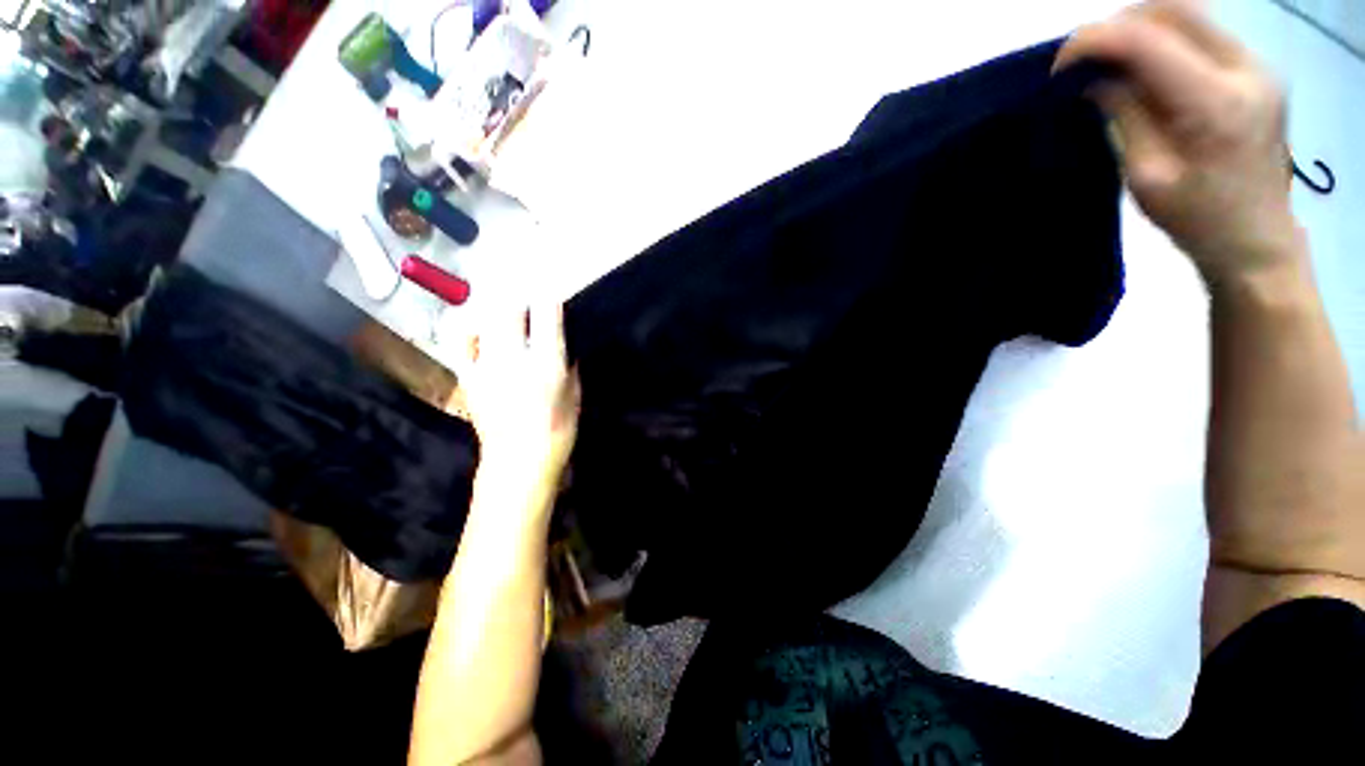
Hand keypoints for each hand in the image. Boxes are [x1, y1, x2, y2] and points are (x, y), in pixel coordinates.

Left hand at [454, 303, 580, 480]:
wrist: (519, 461)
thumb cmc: (558, 429)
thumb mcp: (575, 393)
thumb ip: (567, 364)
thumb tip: (561, 344)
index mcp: (547, 362)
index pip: (546, 314)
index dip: (548, 297)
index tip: (550, 293)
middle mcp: (515, 357)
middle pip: (508, 309)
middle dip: (516, 296)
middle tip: (522, 295)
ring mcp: (486, 365)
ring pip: (483, 320)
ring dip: (494, 309)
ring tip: (501, 306)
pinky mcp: (468, 377)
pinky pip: (462, 342)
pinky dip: (471, 331)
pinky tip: (479, 331)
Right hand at [1056, 1, 1302, 285]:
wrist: (1255, 238)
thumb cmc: (1196, 218)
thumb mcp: (1146, 174)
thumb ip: (1124, 115)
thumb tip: (1094, 78)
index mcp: (1216, 102)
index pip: (1147, 40)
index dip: (1095, 41)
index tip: (1060, 66)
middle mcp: (1245, 67)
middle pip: (1172, 10)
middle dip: (1118, 26)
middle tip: (1085, 62)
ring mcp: (1256, 64)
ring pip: (1188, 14)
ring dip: (1141, 30)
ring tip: (1111, 64)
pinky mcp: (1255, 68)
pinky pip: (1201, 32)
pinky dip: (1163, 40)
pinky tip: (1144, 69)